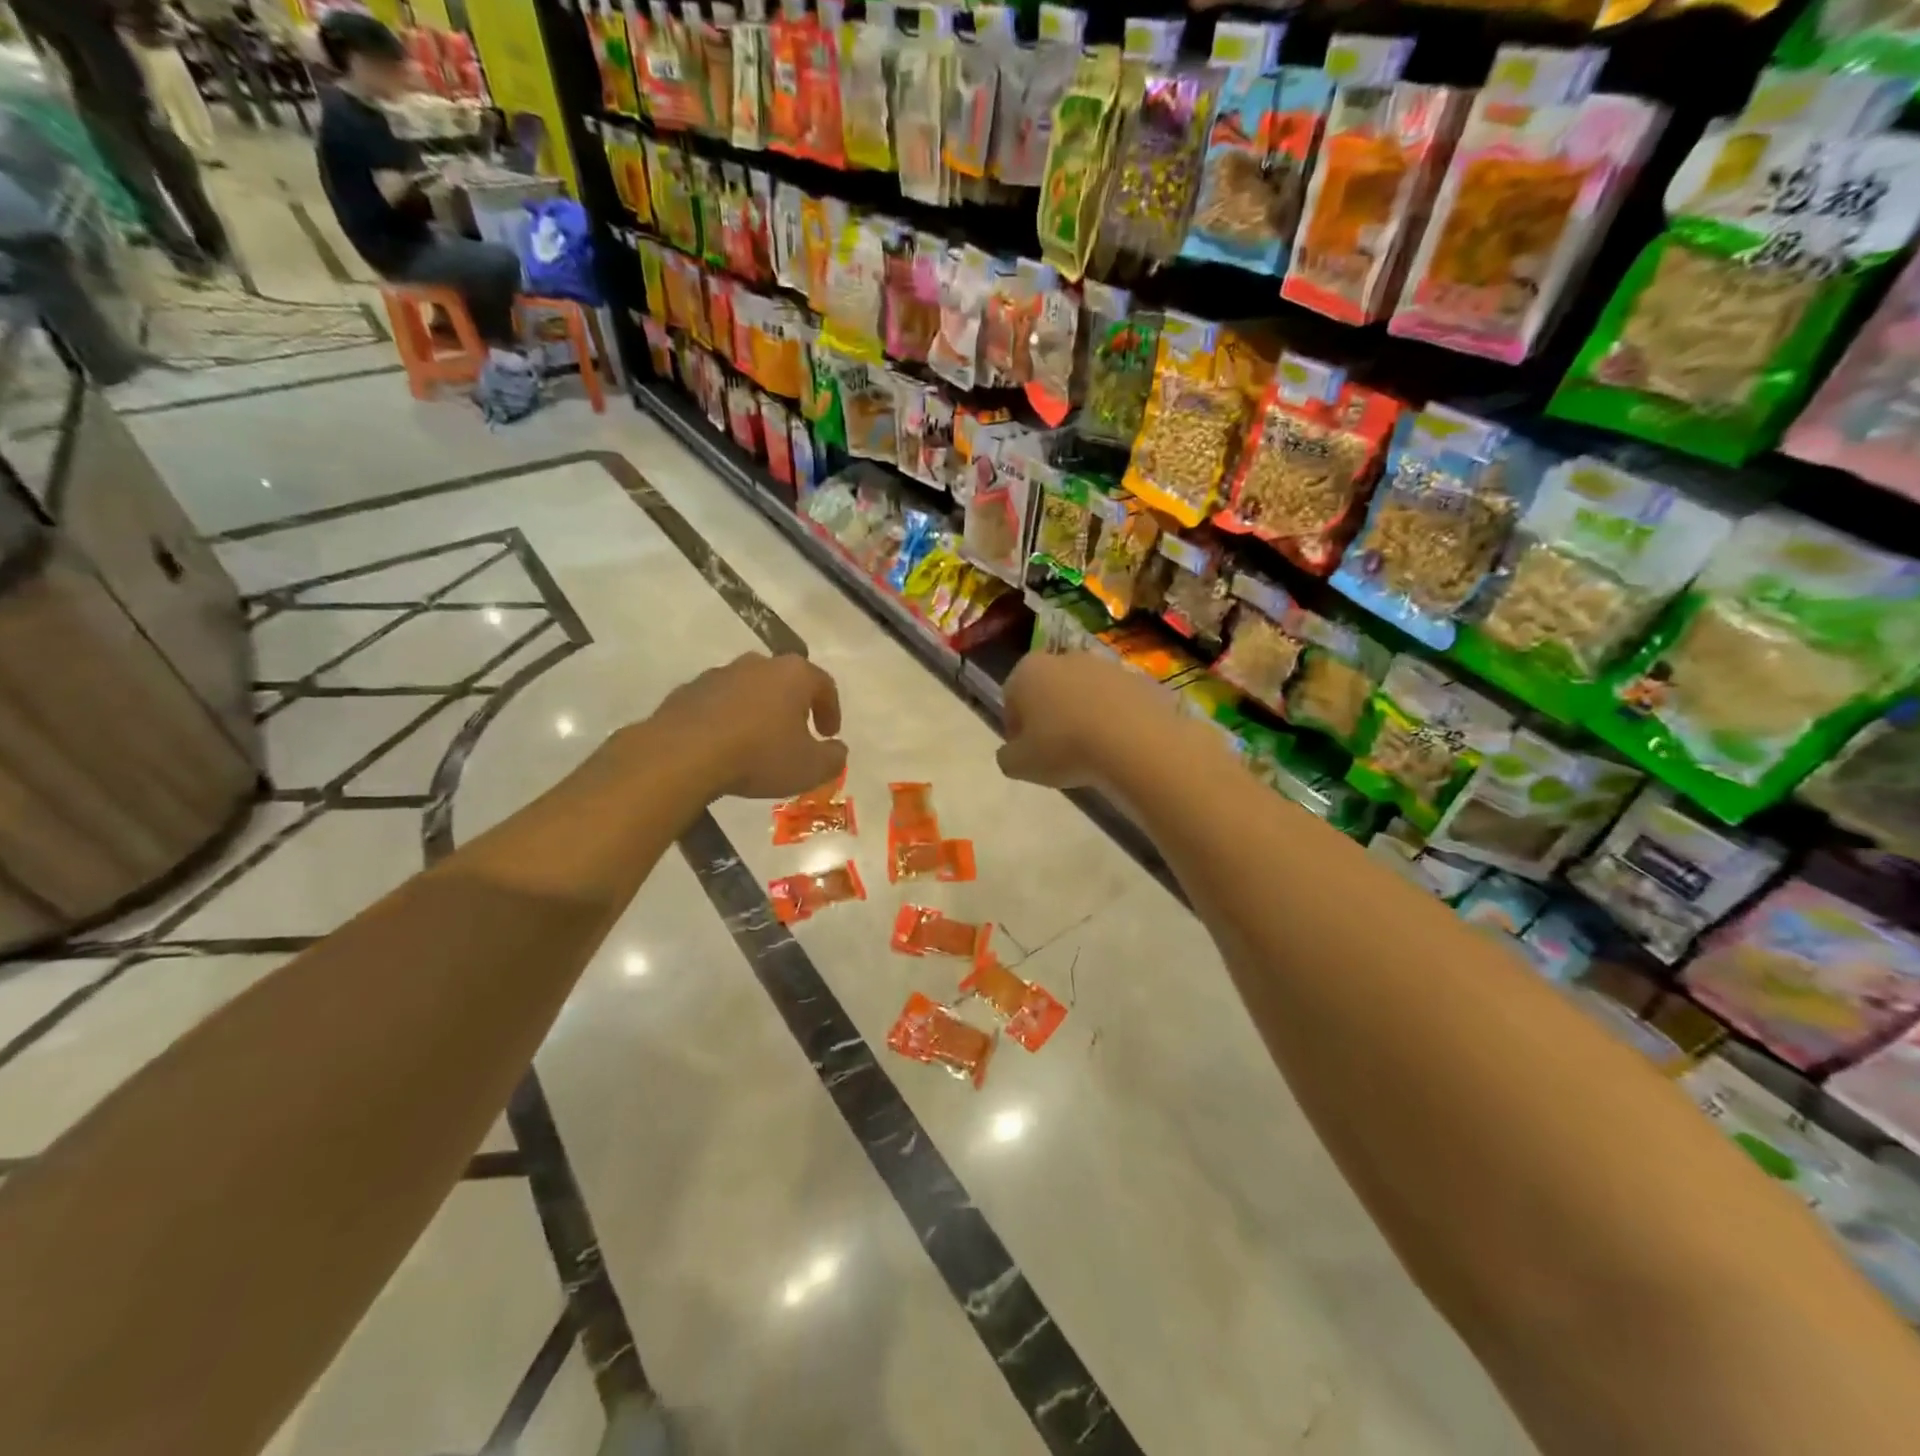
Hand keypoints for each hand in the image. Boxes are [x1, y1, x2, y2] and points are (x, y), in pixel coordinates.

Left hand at [647, 652, 846, 801]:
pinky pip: (718, 704)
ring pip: (749, 690)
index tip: (830, 734)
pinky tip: (725, 746)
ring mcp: (719, 674)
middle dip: (794, 706)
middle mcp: (758, 664)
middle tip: (797, 734)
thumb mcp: (810, 767)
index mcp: (793, 674)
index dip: (831, 710)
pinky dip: (727, 720)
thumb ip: (833, 758)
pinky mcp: (687, 691)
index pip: (824, 684)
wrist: (683, 755)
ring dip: (759, 711)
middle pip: (785, 681)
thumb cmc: (759, 754)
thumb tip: (837, 750)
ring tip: (758, 743)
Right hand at [996, 652, 1184, 790]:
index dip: (1016, 728)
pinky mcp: (1139, 679)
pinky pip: (1117, 702)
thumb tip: (1012, 752)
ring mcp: (1106, 665)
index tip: (1026, 753)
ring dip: (1083, 715)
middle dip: (1050, 716)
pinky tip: (1118, 746)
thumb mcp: (1019, 765)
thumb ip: (1007, 756)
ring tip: (1090, 751)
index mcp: (1028, 671)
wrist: (1136, 743)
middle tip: (1056, 752)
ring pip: (1085, 693)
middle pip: (1049, 689)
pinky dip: (1114, 719)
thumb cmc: (1065, 749)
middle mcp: (1065, 658)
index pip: (1011, 698)